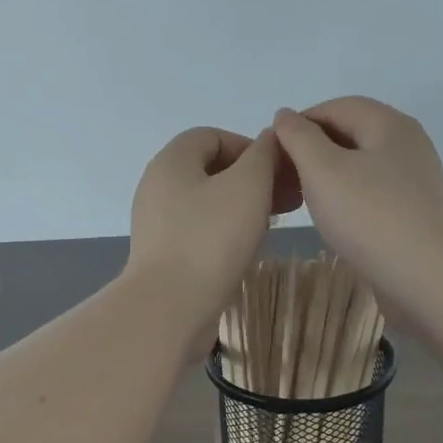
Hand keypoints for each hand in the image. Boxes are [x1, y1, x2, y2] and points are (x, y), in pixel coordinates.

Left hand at [127, 127, 300, 349]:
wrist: (170, 307)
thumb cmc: (211, 239)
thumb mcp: (248, 186)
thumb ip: (263, 155)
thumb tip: (269, 140)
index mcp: (171, 161)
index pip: (212, 136)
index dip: (249, 146)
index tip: (278, 171)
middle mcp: (157, 187)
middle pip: (209, 170)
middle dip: (251, 180)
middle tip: (286, 200)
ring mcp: (157, 224)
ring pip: (207, 203)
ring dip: (241, 208)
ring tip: (271, 225)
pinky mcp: (163, 256)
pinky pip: (199, 232)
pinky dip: (225, 233)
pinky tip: (246, 250)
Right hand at [271, 98, 442, 320]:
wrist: (427, 277)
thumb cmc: (369, 217)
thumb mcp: (322, 170)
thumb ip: (299, 138)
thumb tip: (285, 115)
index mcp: (388, 123)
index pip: (335, 107)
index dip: (299, 123)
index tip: (272, 153)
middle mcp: (407, 143)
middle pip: (351, 133)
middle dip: (313, 150)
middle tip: (283, 178)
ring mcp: (415, 179)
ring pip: (361, 165)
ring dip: (329, 176)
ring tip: (303, 199)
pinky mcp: (415, 211)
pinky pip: (373, 192)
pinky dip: (349, 197)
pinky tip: (334, 220)